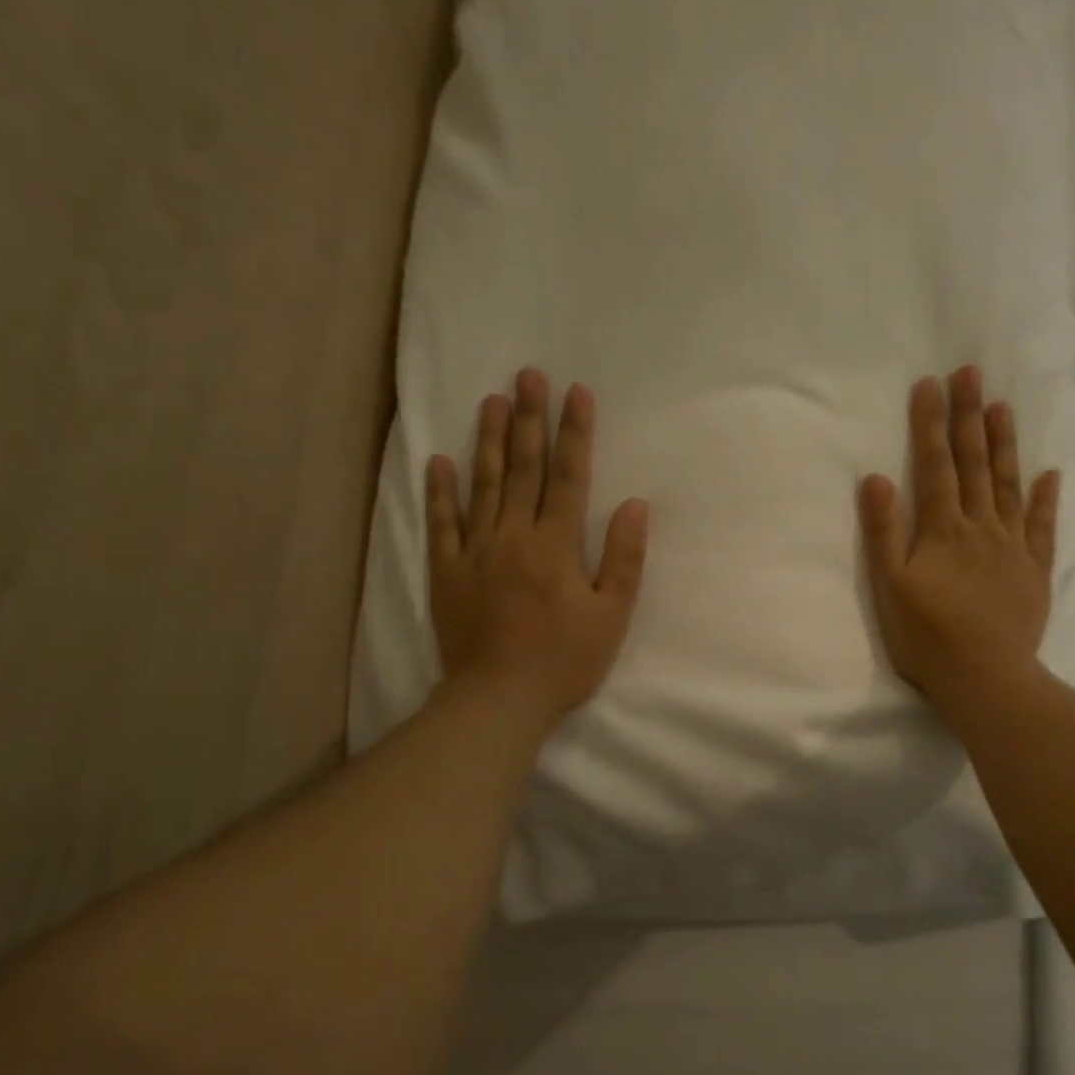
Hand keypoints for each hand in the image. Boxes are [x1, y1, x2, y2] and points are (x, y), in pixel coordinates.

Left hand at [427, 368, 648, 727]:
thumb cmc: (564, 661)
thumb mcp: (611, 616)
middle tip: (527, 375)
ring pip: (483, 485)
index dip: (574, 434)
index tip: (576, 393)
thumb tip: (633, 505)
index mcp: (556, 546)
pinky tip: (441, 460)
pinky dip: (441, 491)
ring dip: (488, 441)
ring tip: (491, 399)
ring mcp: (475, 552)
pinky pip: (442, 524)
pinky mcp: (447, 573)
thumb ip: (623, 559)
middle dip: (528, 420)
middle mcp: (514, 537)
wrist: (499, 699)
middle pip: (523, 469)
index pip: (568, 477)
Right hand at [858, 367, 1060, 714]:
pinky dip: (1044, 499)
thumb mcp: (889, 587)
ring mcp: (1012, 547)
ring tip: (1003, 406)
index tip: (931, 383)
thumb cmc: (926, 637)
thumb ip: (883, 531)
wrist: (985, 678)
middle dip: (969, 416)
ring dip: (1004, 444)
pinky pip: (1042, 527)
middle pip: (974, 464)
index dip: (930, 425)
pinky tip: (1049, 474)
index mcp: (942, 530)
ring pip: (1008, 486)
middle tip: (971, 372)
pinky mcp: (1034, 571)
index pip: (935, 466)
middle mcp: (981, 527)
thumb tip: (875, 478)